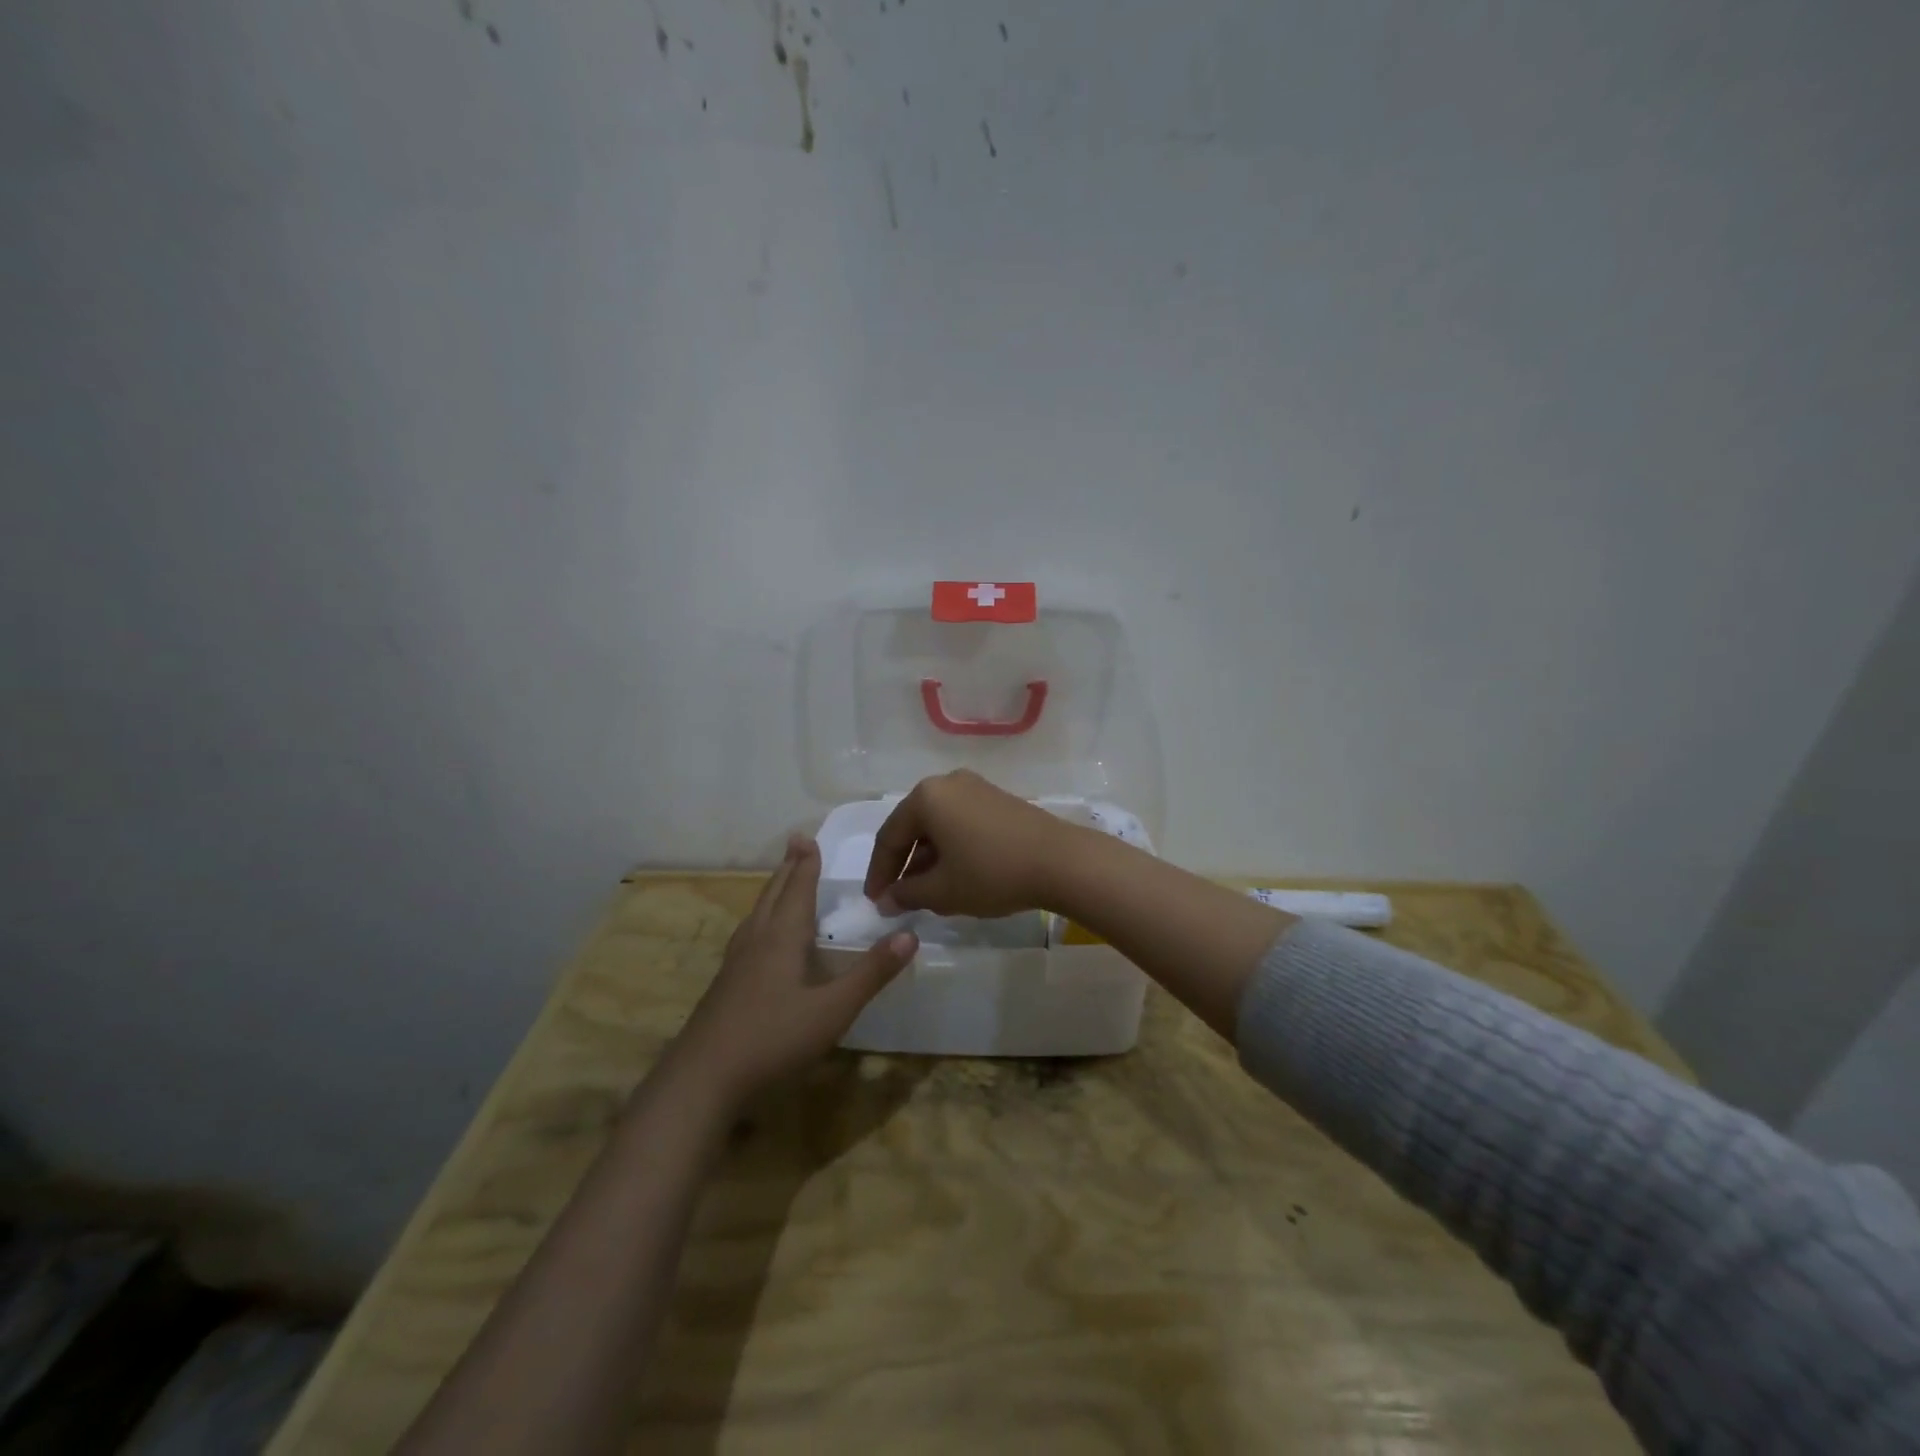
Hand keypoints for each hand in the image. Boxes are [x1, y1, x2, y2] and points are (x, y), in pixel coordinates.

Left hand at [671, 835, 916, 1107]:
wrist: (703, 1079)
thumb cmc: (773, 1038)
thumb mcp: (833, 1009)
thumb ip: (871, 973)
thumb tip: (910, 935)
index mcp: (781, 937)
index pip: (797, 889)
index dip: (805, 864)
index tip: (806, 837)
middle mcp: (756, 941)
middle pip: (773, 895)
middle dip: (788, 869)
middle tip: (796, 845)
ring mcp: (735, 964)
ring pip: (756, 915)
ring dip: (772, 891)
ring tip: (780, 882)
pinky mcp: (724, 986)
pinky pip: (747, 935)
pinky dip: (760, 919)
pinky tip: (758, 939)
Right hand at [863, 770, 1077, 918]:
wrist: (1061, 861)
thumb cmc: (992, 873)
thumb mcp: (942, 890)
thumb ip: (906, 894)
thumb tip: (887, 900)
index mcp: (926, 797)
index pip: (889, 837)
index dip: (879, 873)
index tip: (875, 902)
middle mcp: (947, 783)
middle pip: (913, 827)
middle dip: (904, 865)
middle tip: (897, 898)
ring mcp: (976, 788)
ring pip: (938, 826)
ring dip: (927, 859)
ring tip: (926, 893)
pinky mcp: (998, 800)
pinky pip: (961, 823)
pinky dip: (951, 848)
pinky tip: (956, 875)